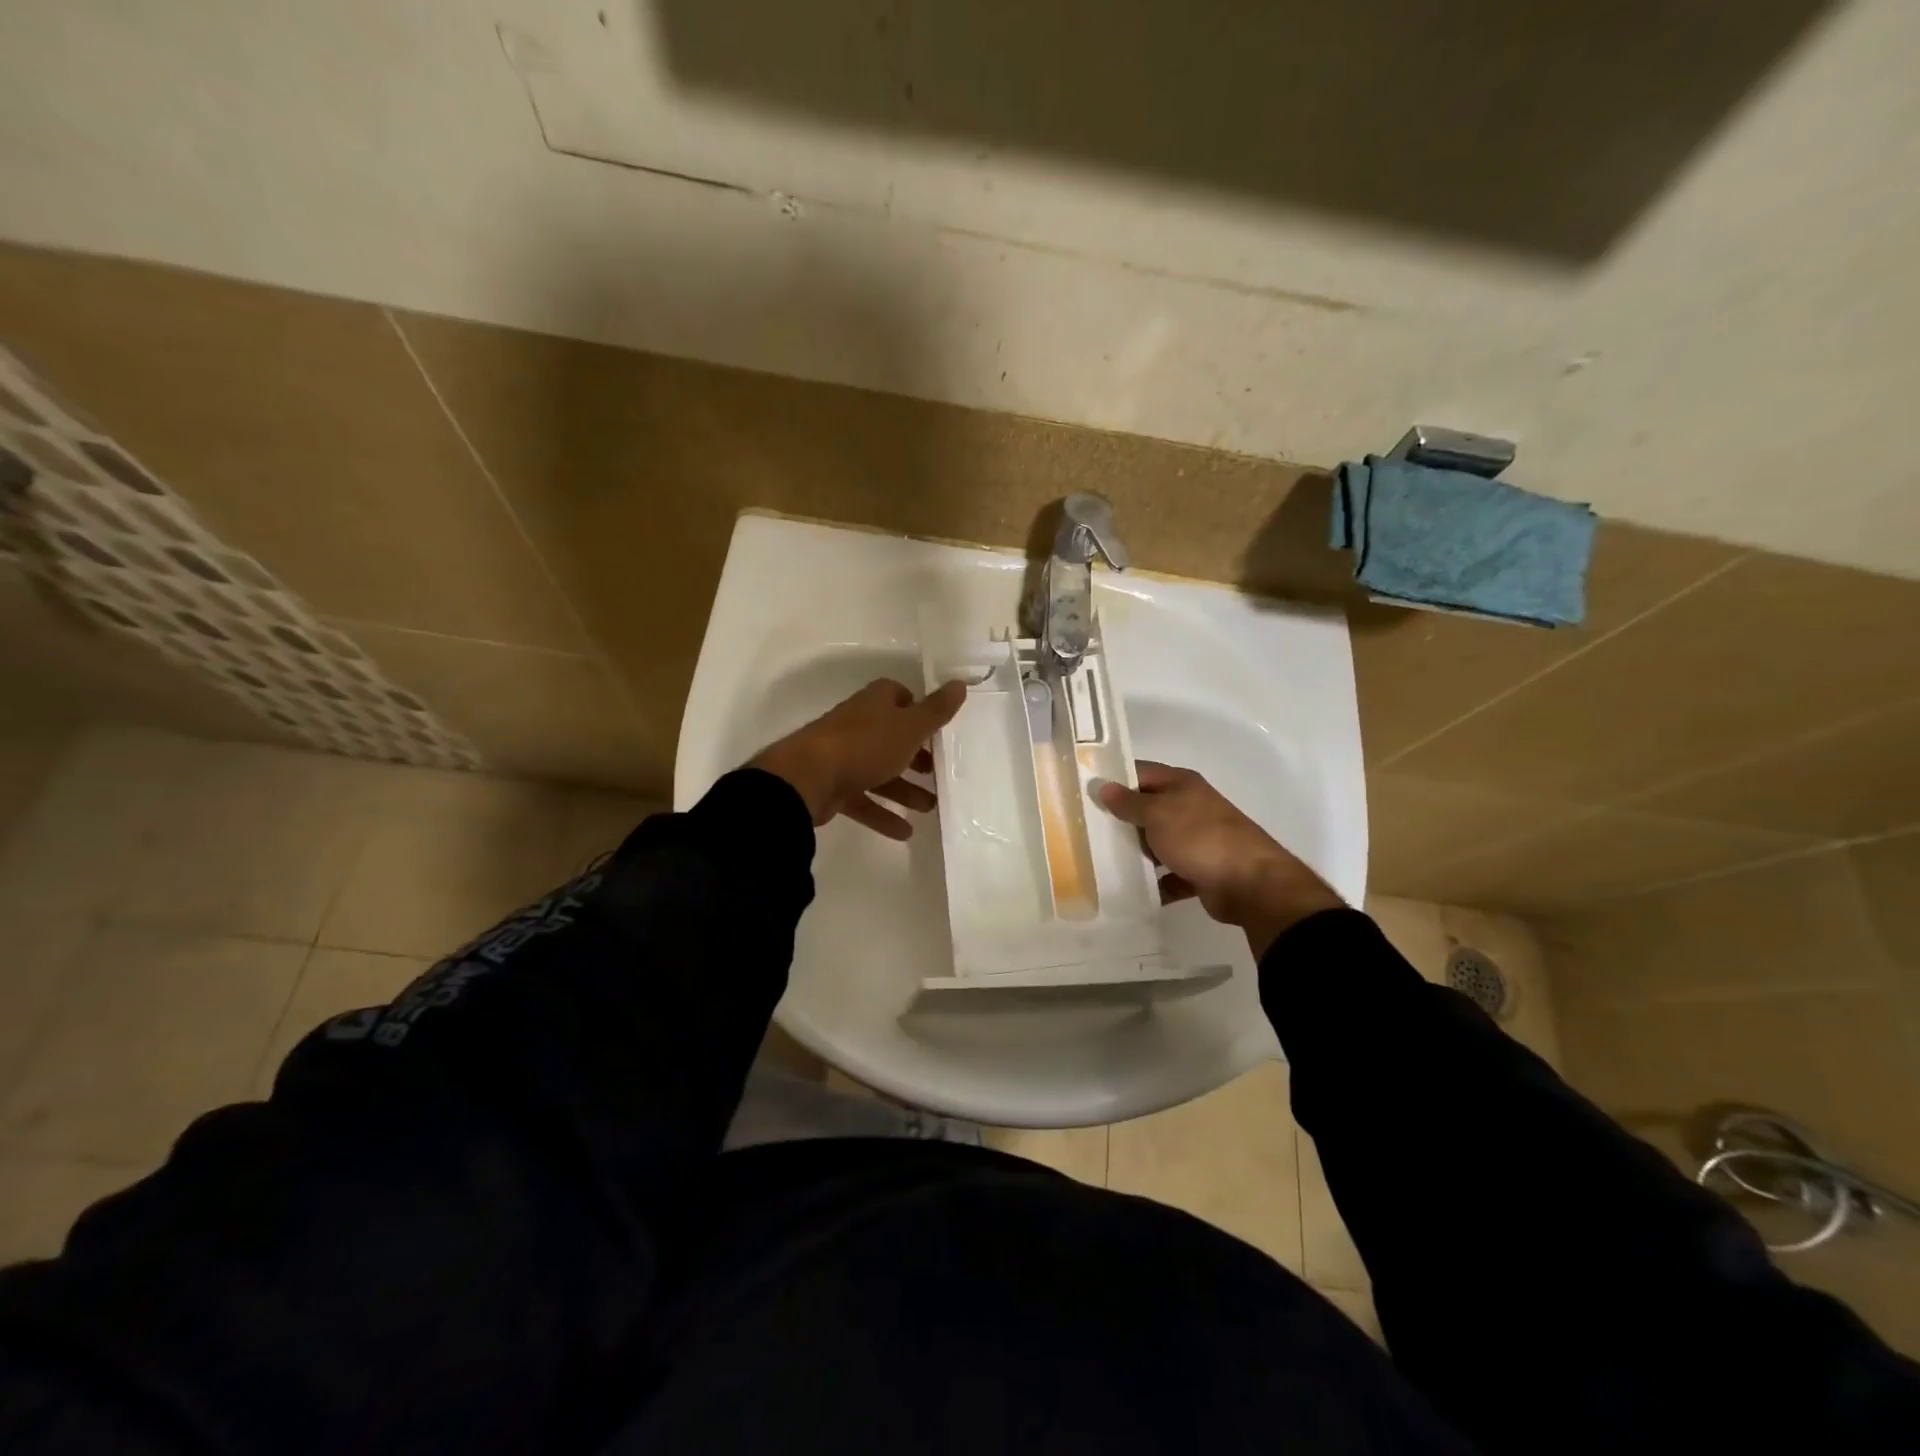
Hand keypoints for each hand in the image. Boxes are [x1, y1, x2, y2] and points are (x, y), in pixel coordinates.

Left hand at [750, 678, 965, 839]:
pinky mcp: (833, 787)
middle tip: (937, 771)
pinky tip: (905, 832)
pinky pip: (863, 799)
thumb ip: (936, 710)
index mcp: (875, 704)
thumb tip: (960, 683)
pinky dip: (883, 814)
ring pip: (880, 771)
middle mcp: (858, 725)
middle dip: (915, 755)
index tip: (937, 728)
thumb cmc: (866, 744)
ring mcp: (843, 757)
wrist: (808, 778)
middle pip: (891, 737)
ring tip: (930, 807)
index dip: (918, 709)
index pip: (898, 696)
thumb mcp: (909, 726)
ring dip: (904, 789)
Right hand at [1092, 761, 1342, 958]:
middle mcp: (1189, 807)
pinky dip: (1153, 881)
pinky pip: (1168, 874)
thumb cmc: (1200, 837)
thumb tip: (1102, 786)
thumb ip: (1128, 802)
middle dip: (1119, 819)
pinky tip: (1128, 889)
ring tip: (1098, 860)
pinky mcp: (1199, 870)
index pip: (1140, 772)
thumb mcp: (1158, 814)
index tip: (1083, 790)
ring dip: (1134, 852)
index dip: (1114, 778)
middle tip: (1083, 829)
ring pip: (1156, 842)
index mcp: (1181, 784)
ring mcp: (1196, 840)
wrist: (1250, 883)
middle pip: (1147, 808)